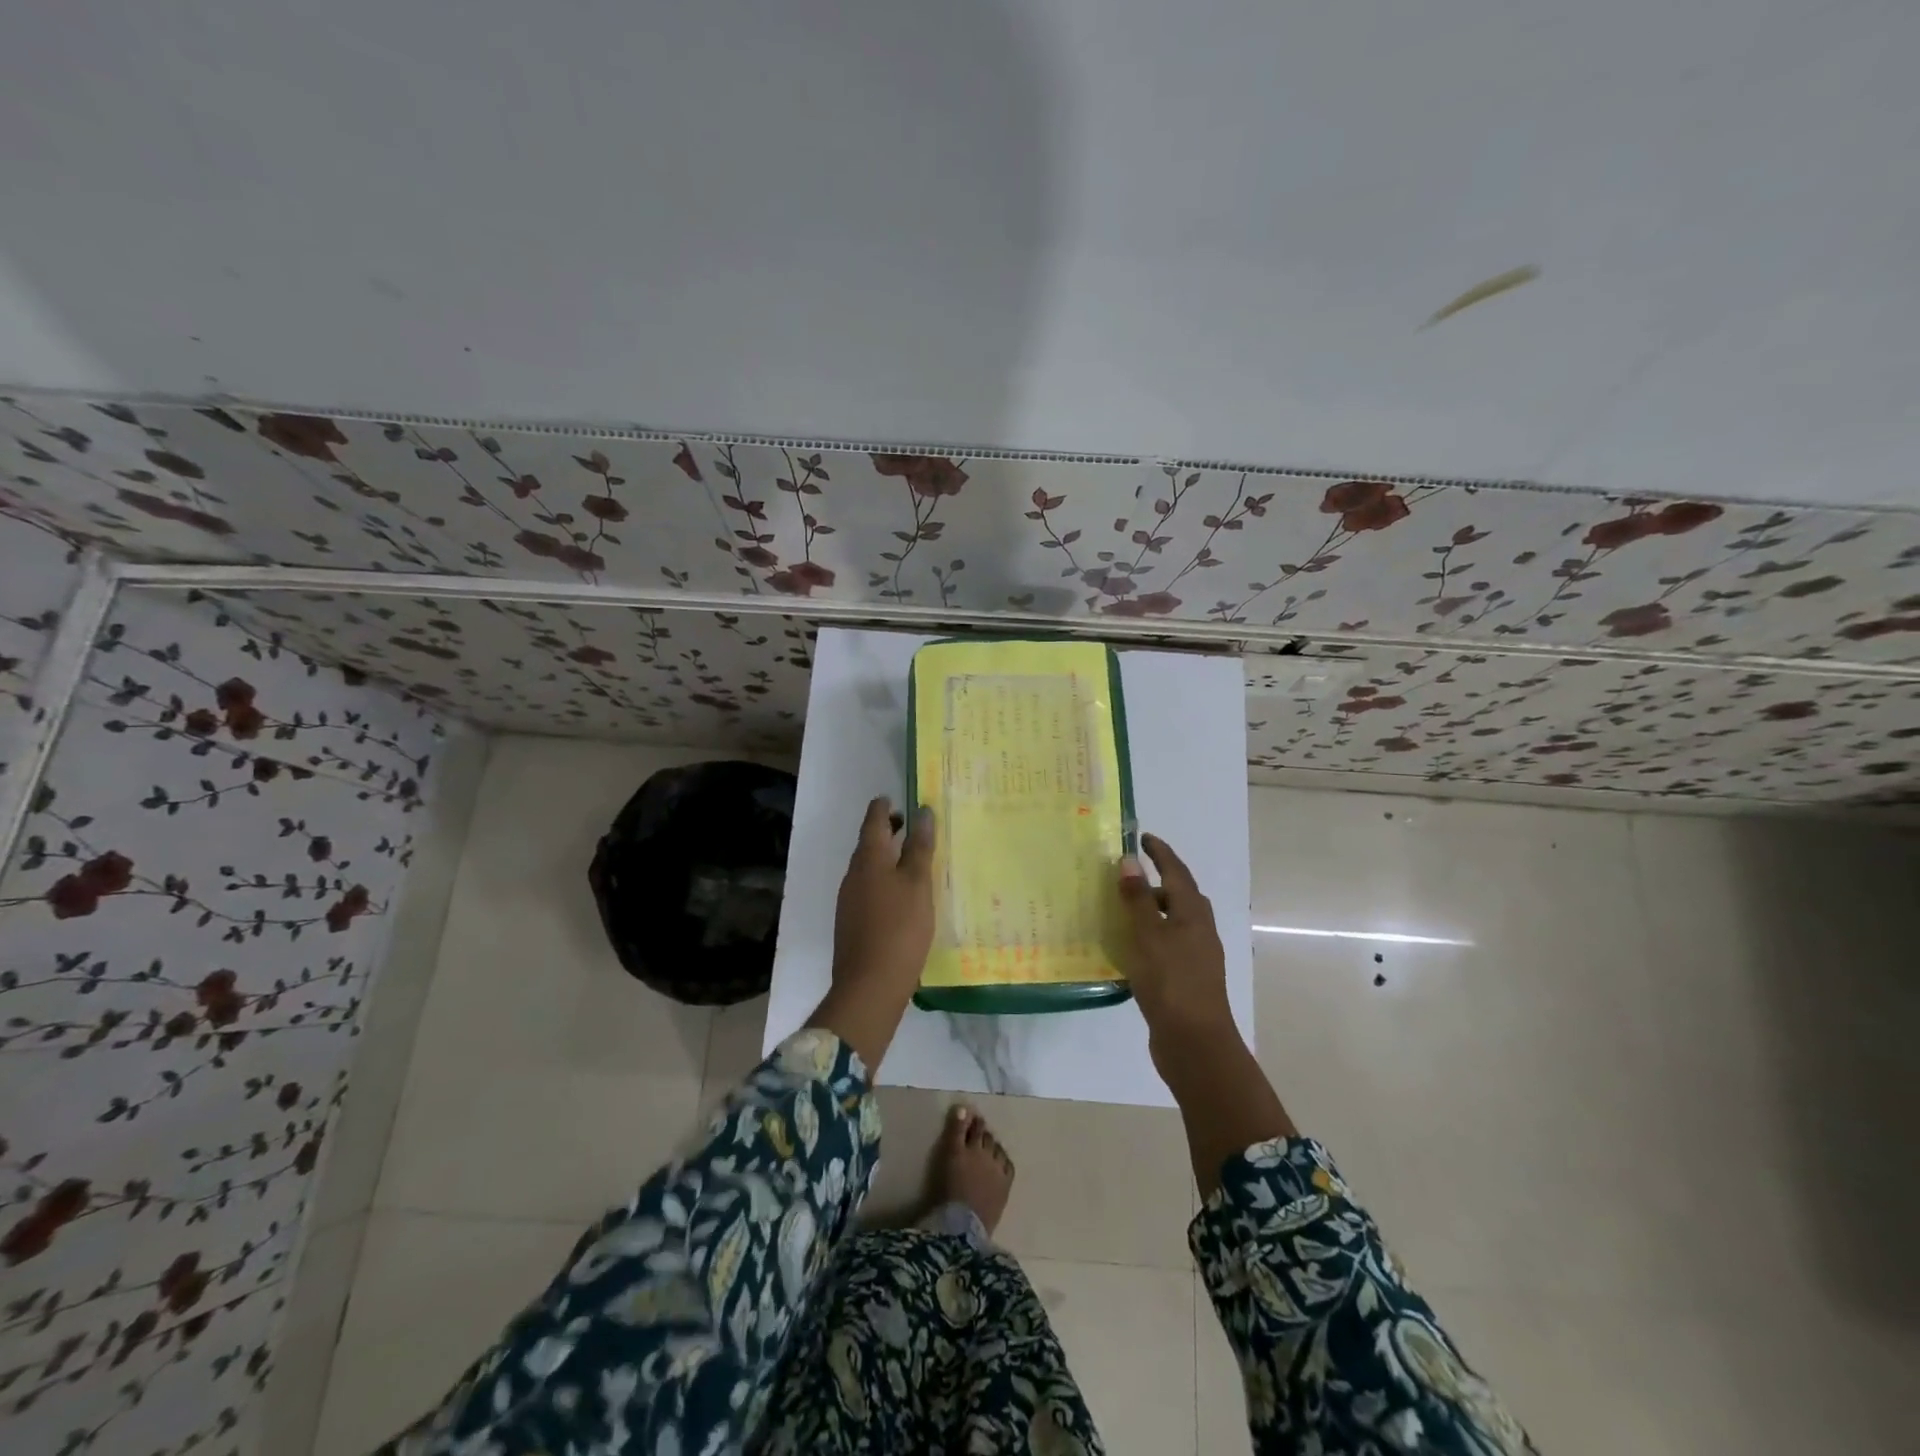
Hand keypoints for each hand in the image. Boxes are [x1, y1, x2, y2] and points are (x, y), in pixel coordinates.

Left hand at [809, 796, 934, 1069]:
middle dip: (886, 830)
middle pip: (868, 843)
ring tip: (910, 859)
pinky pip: (868, 888)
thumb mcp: (917, 884)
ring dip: (885, 857)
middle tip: (908, 824)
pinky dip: (883, 880)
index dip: (883, 807)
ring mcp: (849, 900)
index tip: (895, 798)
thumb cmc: (899, 928)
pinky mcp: (852, 922)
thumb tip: (923, 812)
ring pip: (867, 867)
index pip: (873, 821)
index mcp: (869, 859)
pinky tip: (900, 895)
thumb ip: (920, 847)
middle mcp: (853, 874)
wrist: (869, 985)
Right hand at [1118, 834, 1235, 1051]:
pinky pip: (1166, 945)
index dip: (1161, 853)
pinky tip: (1128, 949)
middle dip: (1155, 882)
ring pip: (1172, 922)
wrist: (1195, 1044)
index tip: (1143, 837)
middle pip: (1179, 896)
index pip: (1177, 872)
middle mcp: (1199, 930)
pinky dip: (1148, 937)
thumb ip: (1138, 899)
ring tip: (1119, 911)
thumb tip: (1131, 860)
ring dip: (1150, 911)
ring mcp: (1195, 957)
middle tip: (1125, 876)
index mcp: (1193, 914)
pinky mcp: (1186, 979)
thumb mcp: (1149, 936)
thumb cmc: (1172, 982)